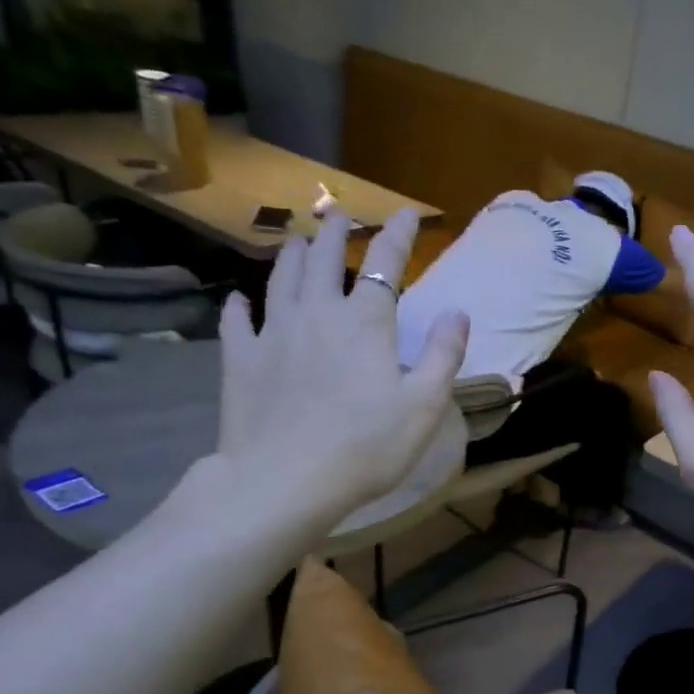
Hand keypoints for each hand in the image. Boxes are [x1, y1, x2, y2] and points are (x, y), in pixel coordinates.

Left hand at [195, 208, 467, 551]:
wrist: (286, 480)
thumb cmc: (367, 447)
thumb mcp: (424, 406)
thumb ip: (444, 355)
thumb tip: (457, 312)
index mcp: (365, 323)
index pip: (386, 263)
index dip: (399, 234)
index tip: (409, 213)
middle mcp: (316, 314)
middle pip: (324, 259)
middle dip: (335, 233)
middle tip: (338, 215)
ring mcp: (272, 334)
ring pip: (280, 280)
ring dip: (291, 255)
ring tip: (296, 239)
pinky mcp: (240, 360)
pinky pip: (236, 322)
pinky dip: (239, 306)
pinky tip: (239, 299)